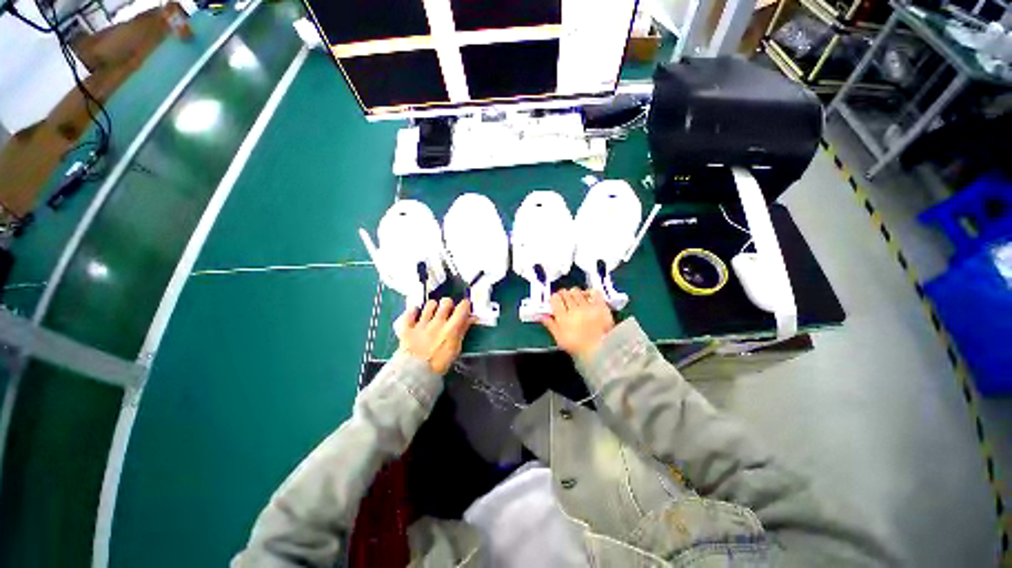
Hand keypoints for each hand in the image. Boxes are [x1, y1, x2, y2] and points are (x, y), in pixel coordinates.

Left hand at [399, 298, 473, 374]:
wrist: (415, 374)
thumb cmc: (440, 364)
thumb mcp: (456, 348)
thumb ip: (463, 330)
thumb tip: (472, 318)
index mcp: (451, 327)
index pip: (462, 307)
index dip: (465, 305)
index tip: (465, 308)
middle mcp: (437, 321)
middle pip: (446, 302)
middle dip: (448, 305)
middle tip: (447, 312)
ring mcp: (421, 323)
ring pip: (430, 304)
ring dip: (432, 307)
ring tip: (432, 313)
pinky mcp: (408, 327)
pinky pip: (410, 312)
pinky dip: (413, 311)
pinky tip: (416, 314)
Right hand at [541, 288, 614, 359]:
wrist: (600, 350)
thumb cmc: (577, 347)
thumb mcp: (560, 339)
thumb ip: (551, 326)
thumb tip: (543, 316)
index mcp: (563, 317)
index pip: (555, 299)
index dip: (554, 298)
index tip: (555, 301)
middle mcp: (574, 308)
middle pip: (565, 293)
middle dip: (563, 294)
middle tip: (565, 299)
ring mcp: (588, 306)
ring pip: (577, 292)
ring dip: (574, 293)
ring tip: (576, 297)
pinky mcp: (600, 305)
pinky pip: (594, 292)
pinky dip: (590, 292)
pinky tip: (588, 296)